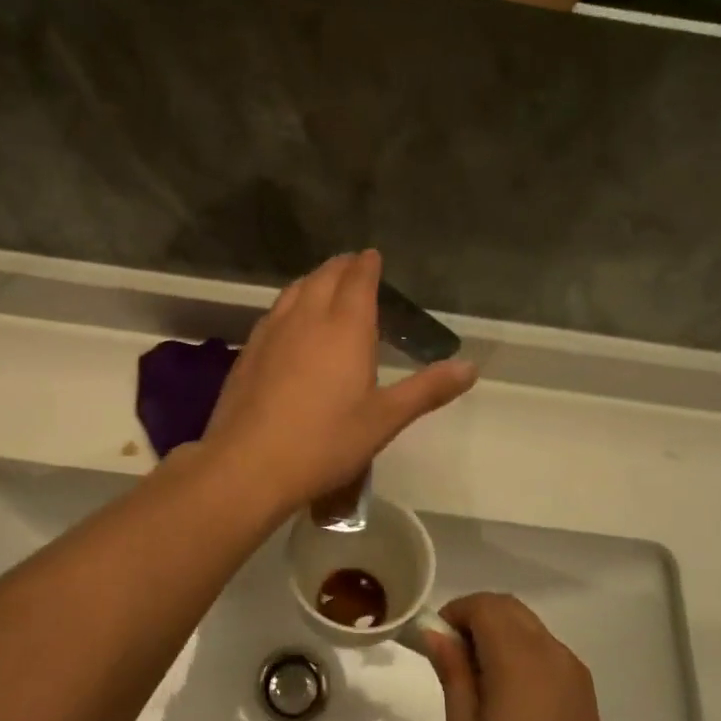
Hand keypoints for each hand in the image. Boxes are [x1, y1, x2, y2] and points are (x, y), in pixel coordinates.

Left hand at [203, 251, 475, 510]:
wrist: (249, 464)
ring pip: (295, 290)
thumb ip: (426, 389)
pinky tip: (289, 321)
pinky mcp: (249, 351)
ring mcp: (272, 332)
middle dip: (342, 267)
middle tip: (353, 266)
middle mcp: (307, 318)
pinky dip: (289, 303)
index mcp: (346, 327)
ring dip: (313, 280)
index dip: (367, 265)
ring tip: (323, 284)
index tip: (372, 256)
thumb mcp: (384, 419)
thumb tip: (470, 367)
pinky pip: (274, 312)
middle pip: (324, 277)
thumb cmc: (326, 442)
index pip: (358, 280)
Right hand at [423, 593, 636, 720]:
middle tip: (454, 656)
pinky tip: (510, 693)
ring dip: (498, 631)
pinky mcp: (582, 683)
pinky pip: (543, 645)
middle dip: (475, 616)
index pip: (483, 605)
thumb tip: (436, 634)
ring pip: (526, 623)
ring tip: (481, 678)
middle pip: (506, 606)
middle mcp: (548, 649)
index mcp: (517, 657)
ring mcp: (570, 665)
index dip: (455, 613)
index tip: (439, 643)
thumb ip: (452, 672)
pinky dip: (519, 648)